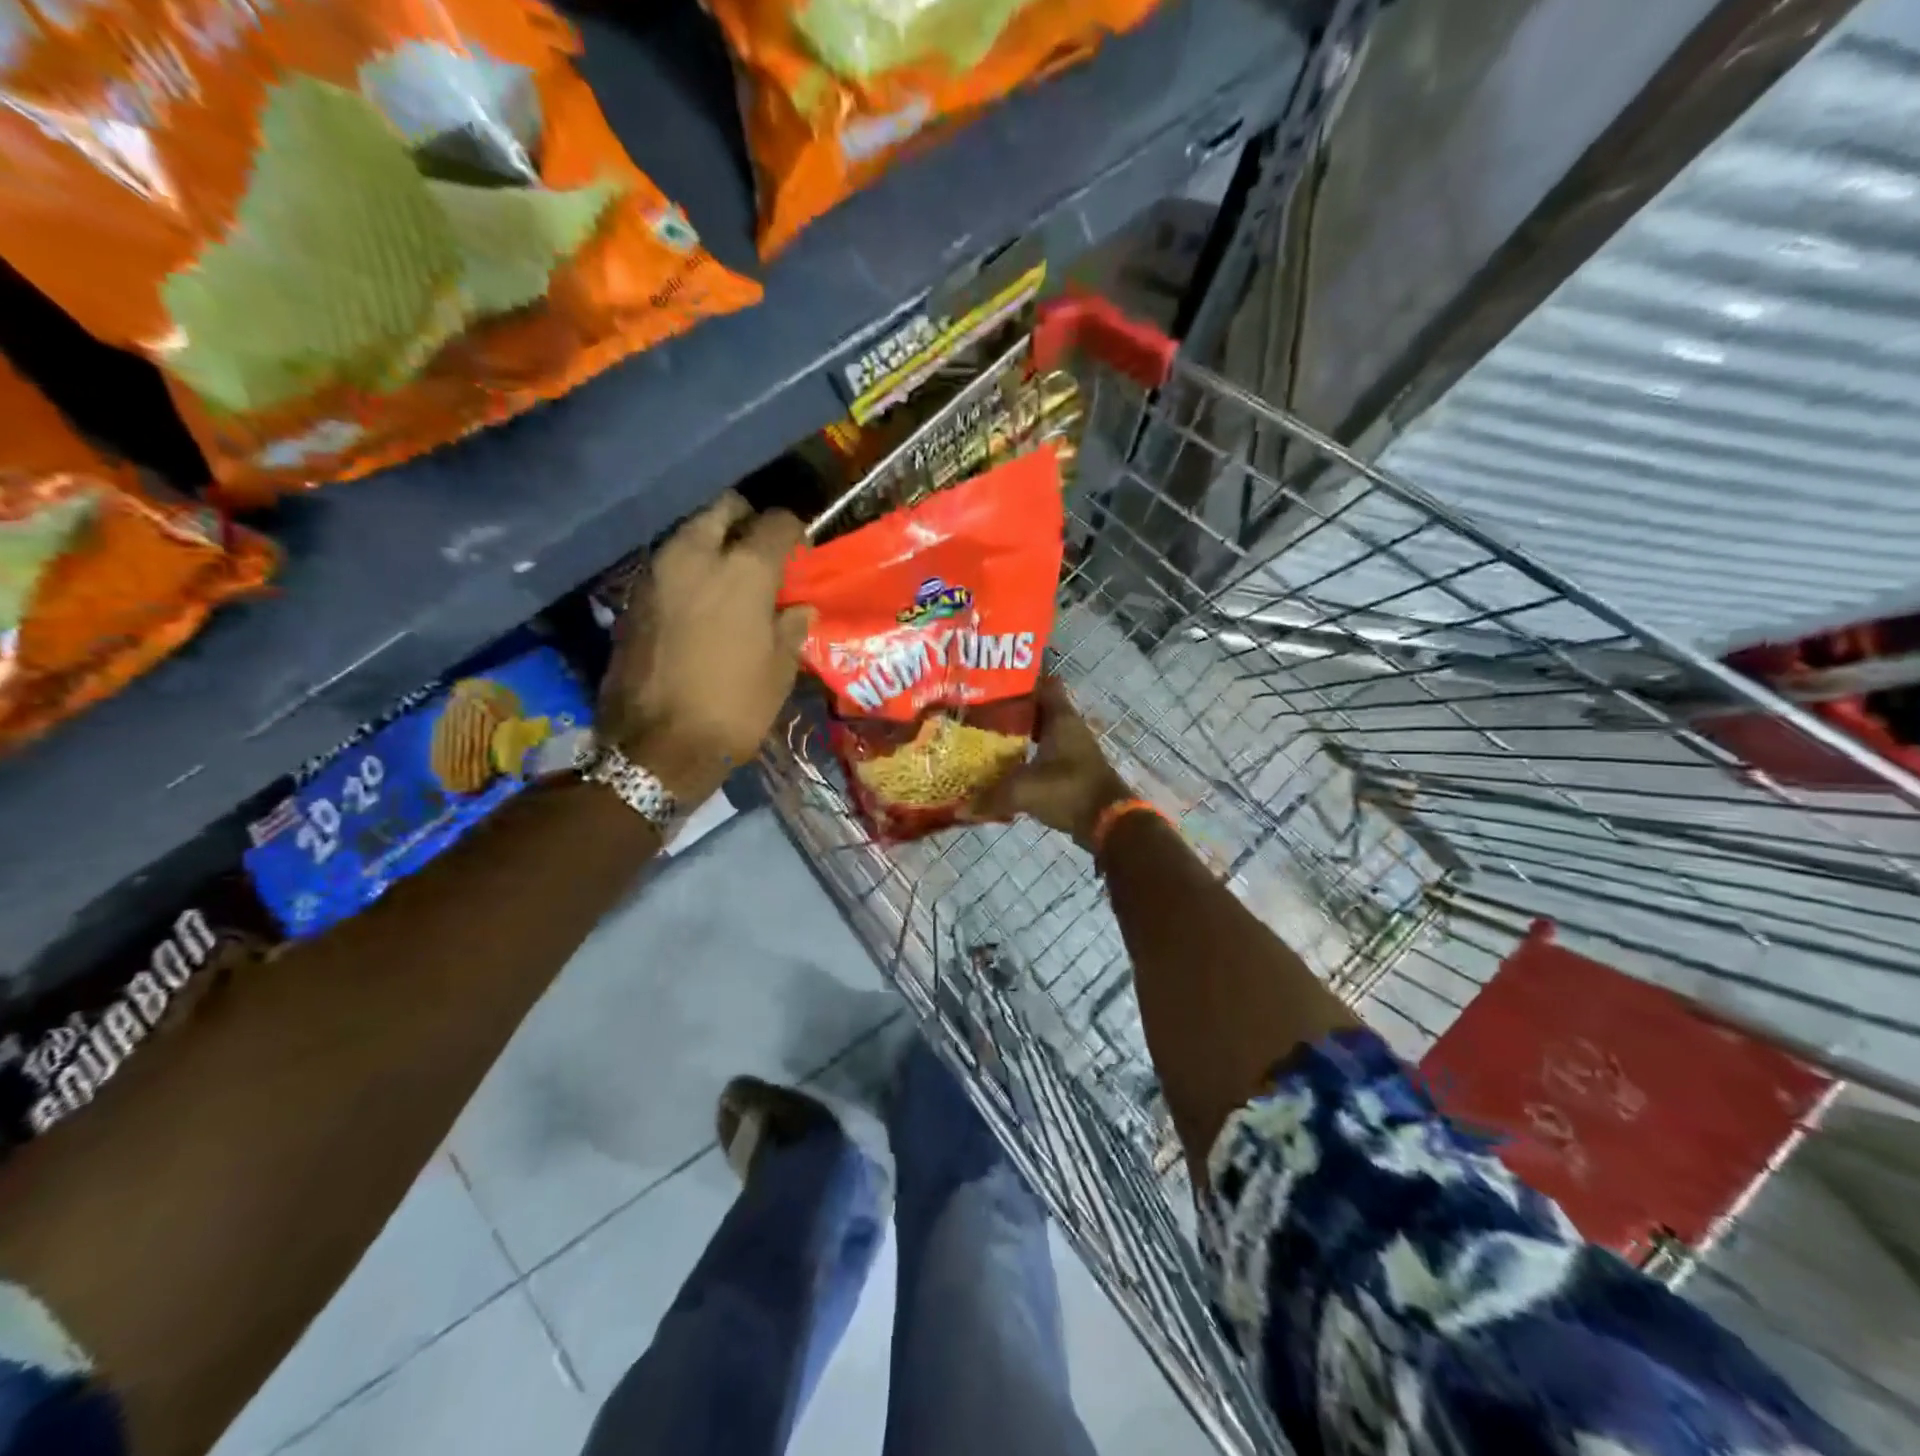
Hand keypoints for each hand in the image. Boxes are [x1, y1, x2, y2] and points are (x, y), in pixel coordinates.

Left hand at [601, 491, 810, 804]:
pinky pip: (669, 563)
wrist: (656, 747)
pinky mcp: (634, 596)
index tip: (801, 550)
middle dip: (746, 520)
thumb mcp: (779, 671)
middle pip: (724, 509)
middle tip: (762, 551)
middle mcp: (696, 556)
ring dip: (713, 543)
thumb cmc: (734, 708)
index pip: (776, 523)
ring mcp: (657, 573)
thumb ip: (791, 628)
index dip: (794, 532)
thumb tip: (799, 608)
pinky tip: (702, 601)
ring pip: (690, 531)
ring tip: (732, 577)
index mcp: (743, 570)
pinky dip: (689, 569)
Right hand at [969, 676, 1130, 850]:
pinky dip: (1029, 754)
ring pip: (1042, 730)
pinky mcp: (1074, 768)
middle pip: (1039, 707)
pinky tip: (1007, 764)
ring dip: (1020, 732)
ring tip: (987, 735)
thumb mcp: (1024, 791)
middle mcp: (1069, 727)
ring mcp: (1074, 748)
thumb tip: (961, 808)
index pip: (1044, 683)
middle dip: (1013, 708)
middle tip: (981, 710)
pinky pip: (1046, 752)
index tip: (994, 682)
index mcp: (1061, 718)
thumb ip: (991, 796)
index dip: (1022, 680)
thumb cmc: (1068, 790)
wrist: (1108, 821)